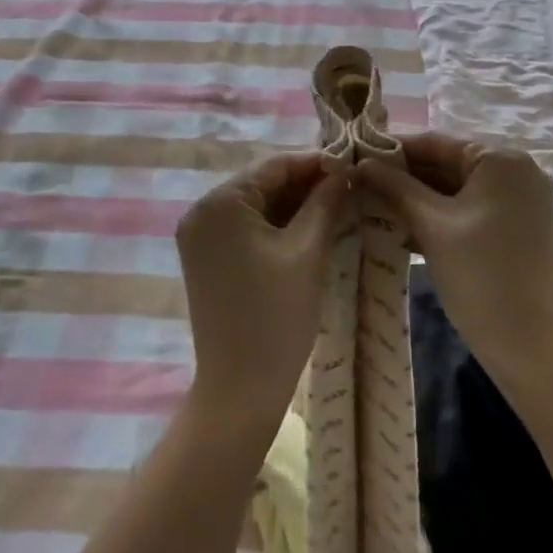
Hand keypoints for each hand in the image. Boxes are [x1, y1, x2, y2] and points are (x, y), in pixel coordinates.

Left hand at [176, 152, 348, 434]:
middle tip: (349, 185)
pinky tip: (310, 227)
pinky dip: (276, 225)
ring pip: (256, 206)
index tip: (352, 162)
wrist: (240, 390)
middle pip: (262, 184)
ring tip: (337, 204)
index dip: (315, 162)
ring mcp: (199, 236)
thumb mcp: (308, 251)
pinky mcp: (206, 258)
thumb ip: (325, 202)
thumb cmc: (277, 316)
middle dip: (305, 184)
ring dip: (293, 205)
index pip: (274, 166)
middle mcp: (201, 211)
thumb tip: (344, 170)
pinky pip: (245, 228)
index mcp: (220, 202)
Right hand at [355, 133, 552, 387]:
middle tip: (360, 183)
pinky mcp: (519, 224)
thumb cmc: (478, 276)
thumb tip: (361, 163)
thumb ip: (395, 187)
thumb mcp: (430, 225)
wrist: (527, 347)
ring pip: (458, 187)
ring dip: (419, 197)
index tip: (356, 157)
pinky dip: (441, 214)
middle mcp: (518, 170)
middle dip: (405, 176)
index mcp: (502, 159)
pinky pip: (472, 206)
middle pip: (448, 163)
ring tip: (373, 203)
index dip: (392, 150)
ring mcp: (522, 199)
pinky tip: (403, 224)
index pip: (436, 143)